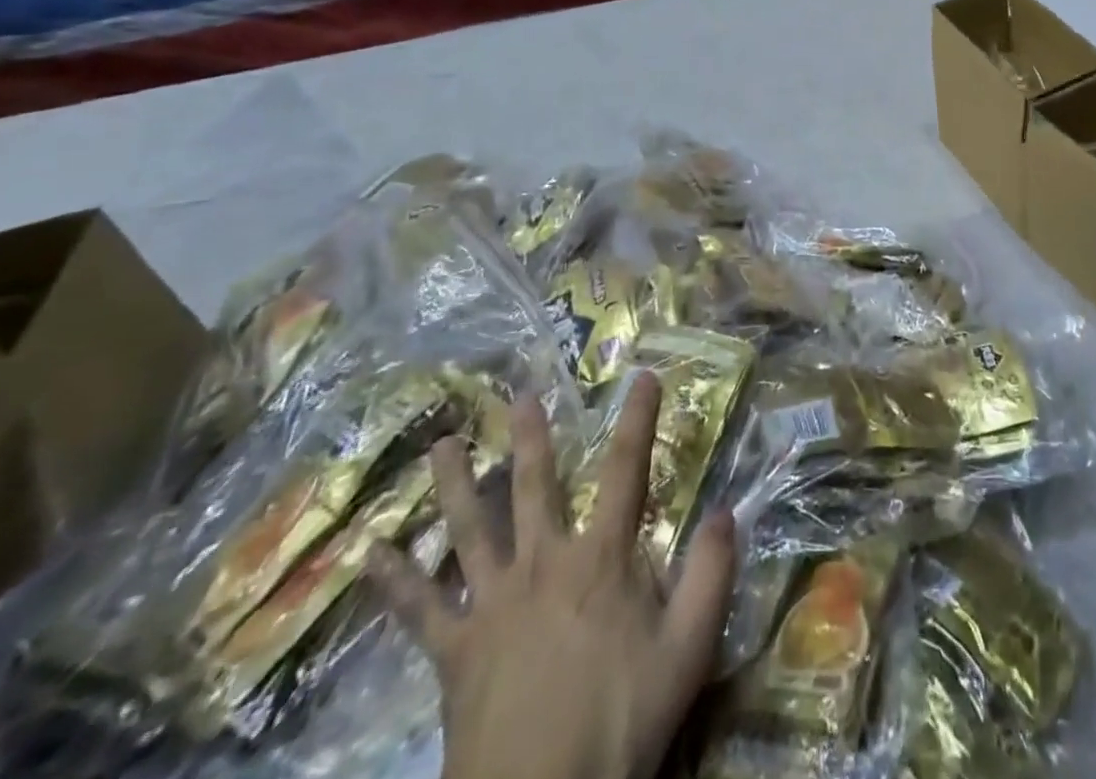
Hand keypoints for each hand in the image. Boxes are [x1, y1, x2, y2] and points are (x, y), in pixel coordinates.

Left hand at [369, 374, 733, 778]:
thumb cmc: (621, 721)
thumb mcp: (688, 648)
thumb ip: (711, 574)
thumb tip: (725, 509)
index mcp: (602, 558)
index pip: (627, 470)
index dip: (638, 419)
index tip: (642, 376)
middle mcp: (545, 563)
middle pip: (535, 487)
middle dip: (531, 436)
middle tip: (518, 394)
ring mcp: (493, 604)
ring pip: (471, 530)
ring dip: (455, 484)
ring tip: (440, 444)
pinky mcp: (455, 651)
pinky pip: (420, 611)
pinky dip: (394, 582)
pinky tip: (370, 554)